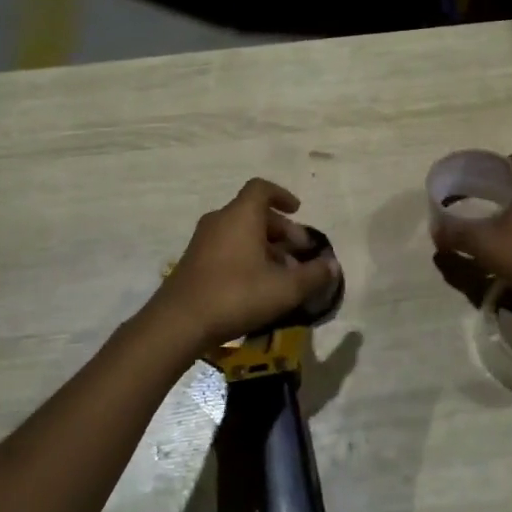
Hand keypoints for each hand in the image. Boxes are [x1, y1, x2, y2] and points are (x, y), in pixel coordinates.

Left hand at [146, 178, 340, 350]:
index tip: (298, 211)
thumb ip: (313, 275)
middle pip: (254, 213)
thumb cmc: (236, 295)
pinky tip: (258, 285)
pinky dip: (246, 256)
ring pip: (240, 232)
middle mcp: (220, 220)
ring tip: (283, 273)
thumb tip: (333, 266)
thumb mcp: (284, 288)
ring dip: (265, 246)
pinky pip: (227, 247)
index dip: (282, 195)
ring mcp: (203, 241)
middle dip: (280, 230)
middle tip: (299, 253)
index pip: (261, 189)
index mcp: (241, 215)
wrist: (178, 322)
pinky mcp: (193, 261)